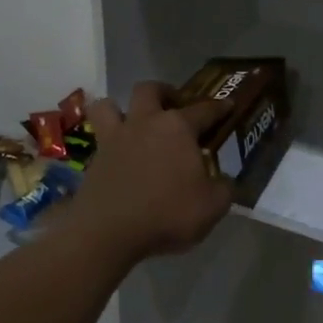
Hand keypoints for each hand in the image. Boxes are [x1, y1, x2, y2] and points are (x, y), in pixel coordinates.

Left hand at [63, 82, 235, 259]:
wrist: (109, 233)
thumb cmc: (167, 214)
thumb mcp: (212, 206)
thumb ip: (224, 188)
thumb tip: (226, 181)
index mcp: (178, 128)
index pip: (205, 110)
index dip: (220, 107)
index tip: (229, 105)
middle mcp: (145, 123)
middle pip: (150, 90)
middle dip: (163, 92)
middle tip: (173, 106)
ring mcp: (115, 139)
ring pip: (109, 105)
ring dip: (121, 108)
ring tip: (134, 123)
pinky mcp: (93, 159)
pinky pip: (98, 139)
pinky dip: (108, 142)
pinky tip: (119, 156)